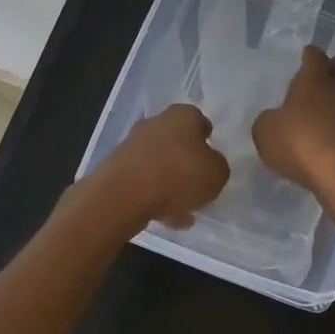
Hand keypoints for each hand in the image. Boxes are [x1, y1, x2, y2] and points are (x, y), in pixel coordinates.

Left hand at [93, 103, 230, 228]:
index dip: (206, 139)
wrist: (124, 194)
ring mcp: (133, 144)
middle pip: (176, 142)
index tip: (210, 157)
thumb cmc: (179, 175)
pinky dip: (153, 195)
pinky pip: (143, 180)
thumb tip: (209, 165)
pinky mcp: (117, 166)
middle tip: (197, 186)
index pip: (199, 120)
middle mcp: (156, 123)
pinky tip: (164, 217)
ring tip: (183, 211)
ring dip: (170, 183)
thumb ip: (217, 167)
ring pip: (159, 163)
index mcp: (182, 115)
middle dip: (186, 163)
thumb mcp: (217, 174)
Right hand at [253, 46, 334, 193]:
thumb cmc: (299, 142)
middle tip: (324, 70)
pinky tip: (332, 129)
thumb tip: (275, 119)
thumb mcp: (265, 131)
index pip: (314, 57)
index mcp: (313, 79)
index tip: (307, 54)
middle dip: (332, 68)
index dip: (310, 54)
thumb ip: (267, 120)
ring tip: (328, 100)